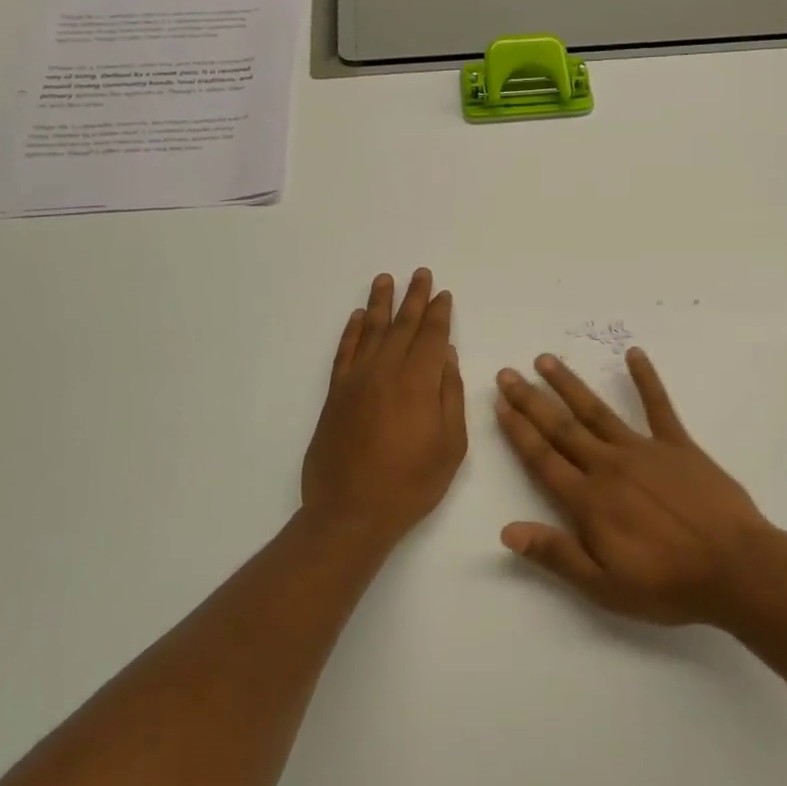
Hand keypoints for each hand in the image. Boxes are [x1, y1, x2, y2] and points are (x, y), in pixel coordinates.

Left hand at [301, 269, 467, 548]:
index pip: (432, 336)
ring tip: (386, 279)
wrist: (351, 511)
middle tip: (421, 274)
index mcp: (419, 382)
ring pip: (371, 331)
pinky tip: (359, 317)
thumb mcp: (451, 445)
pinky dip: (352, 331)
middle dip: (414, 298)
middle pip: (403, 325)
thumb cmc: (412, 483)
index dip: (439, 313)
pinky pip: (344, 352)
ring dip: (381, 303)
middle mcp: (386, 371)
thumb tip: (446, 355)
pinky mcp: (335, 394)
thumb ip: (450, 395)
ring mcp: (356, 380)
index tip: (443, 294)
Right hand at [494, 349, 774, 624]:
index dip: (518, 431)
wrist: (735, 568)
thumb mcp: (603, 584)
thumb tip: (506, 531)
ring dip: (570, 384)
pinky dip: (646, 379)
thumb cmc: (666, 583)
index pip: (542, 458)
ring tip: (547, 360)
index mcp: (588, 500)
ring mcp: (644, 450)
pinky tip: (634, 354)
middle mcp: (609, 466)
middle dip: (531, 400)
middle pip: (561, 427)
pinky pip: (659, 405)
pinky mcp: (679, 445)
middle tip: (508, 373)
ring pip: (597, 411)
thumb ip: (555, 554)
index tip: (499, 404)